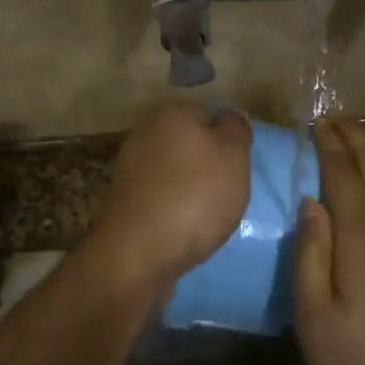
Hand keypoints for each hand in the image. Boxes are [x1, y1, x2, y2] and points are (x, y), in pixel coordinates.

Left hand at [83, 102, 251, 300]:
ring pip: (174, 170)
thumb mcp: (233, 156)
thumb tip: (230, 117)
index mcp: (173, 113)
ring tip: (209, 214)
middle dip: (209, 164)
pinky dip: (173, 207)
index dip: (230, 139)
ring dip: (191, 188)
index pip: (211, 114)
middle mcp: (146, 131)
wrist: (139, 251)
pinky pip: (160, 195)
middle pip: (190, 142)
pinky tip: (185, 227)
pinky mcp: (124, 199)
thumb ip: (236, 129)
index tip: (240, 167)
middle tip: (228, 191)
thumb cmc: (195, 196)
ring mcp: (130, 166)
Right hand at [293, 118, 364, 364]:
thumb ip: (310, 252)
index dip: (330, 145)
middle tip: (335, 121)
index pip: (345, 173)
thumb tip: (311, 203)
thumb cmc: (362, 362)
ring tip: (354, 146)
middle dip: (357, 138)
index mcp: (364, 234)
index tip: (317, 124)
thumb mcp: (315, 315)